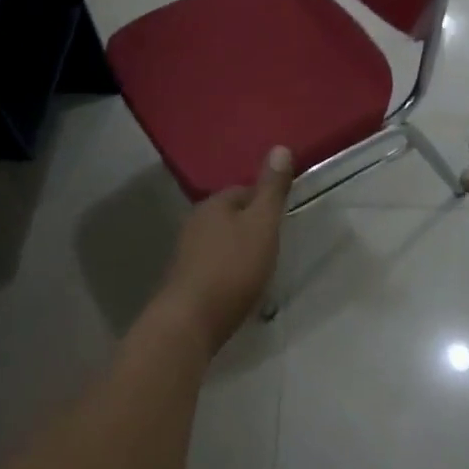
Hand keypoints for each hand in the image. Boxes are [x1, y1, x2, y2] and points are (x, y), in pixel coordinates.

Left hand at [157, 146, 294, 352]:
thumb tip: (280, 147)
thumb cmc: (232, 268)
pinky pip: (213, 267)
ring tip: (261, 269)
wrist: (190, 322)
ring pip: (220, 243)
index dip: (265, 202)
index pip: (243, 191)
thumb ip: (272, 190)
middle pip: (230, 217)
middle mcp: (195, 223)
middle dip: (251, 228)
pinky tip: (239, 289)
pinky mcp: (185, 282)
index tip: (282, 219)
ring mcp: (186, 254)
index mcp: (213, 205)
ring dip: (239, 251)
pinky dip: (228, 273)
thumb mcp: (262, 224)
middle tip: (275, 246)